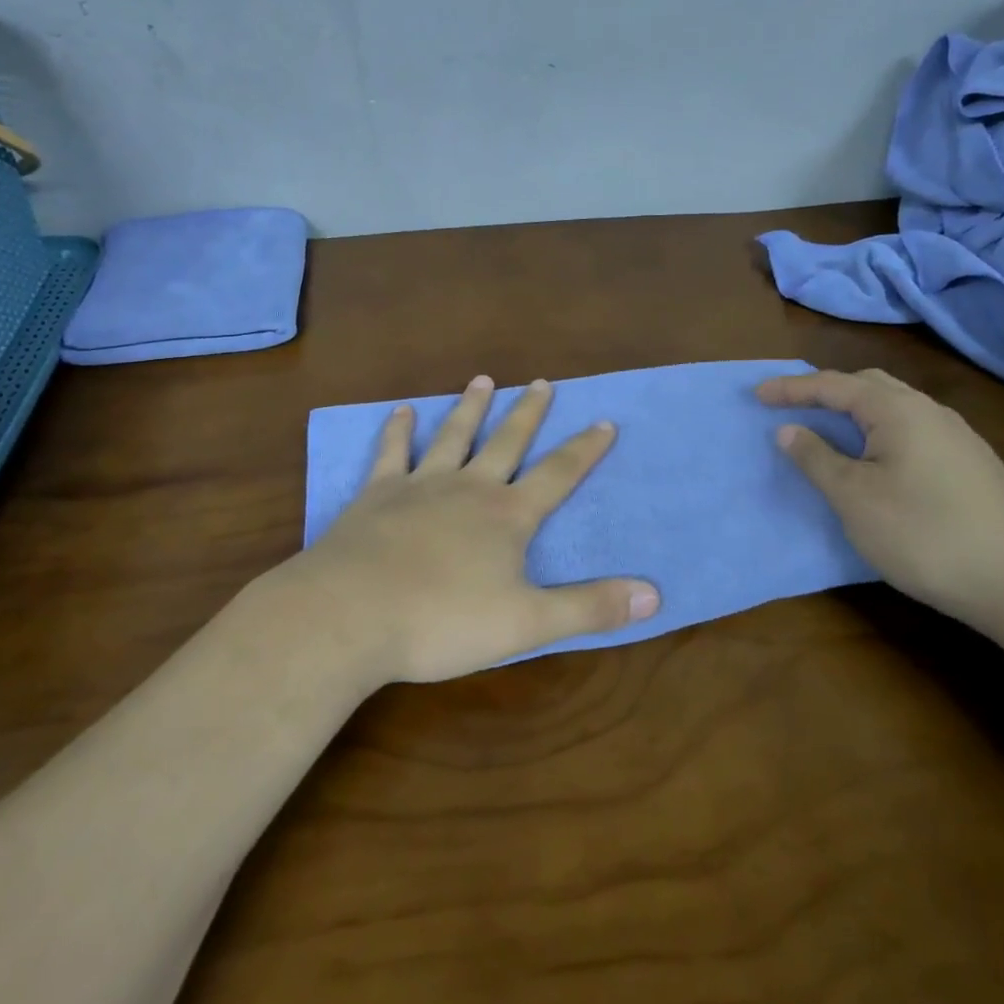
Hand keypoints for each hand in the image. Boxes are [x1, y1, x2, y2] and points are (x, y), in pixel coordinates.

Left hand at [272, 375, 658, 685]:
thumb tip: (654, 594)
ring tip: (484, 380)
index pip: (557, 475)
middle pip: (507, 442)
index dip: (584, 450)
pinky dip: (398, 430)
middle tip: (543, 382)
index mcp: (507, 516)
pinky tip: (402, 412)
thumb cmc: (442, 621)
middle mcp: (468, 488)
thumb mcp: (527, 623)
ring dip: (470, 407)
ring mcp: (420, 485)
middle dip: (529, 413)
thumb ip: (589, 608)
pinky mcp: (376, 494)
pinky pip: (391, 453)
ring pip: (453, 436)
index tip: (604, 421)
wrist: (350, 614)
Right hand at [757, 368, 1003, 626]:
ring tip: (826, 430)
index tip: (756, 396)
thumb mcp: (854, 498)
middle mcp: (929, 411)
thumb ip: (817, 458)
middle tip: (791, 406)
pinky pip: (911, 428)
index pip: (833, 384)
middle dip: (825, 390)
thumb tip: (789, 429)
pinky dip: (878, 430)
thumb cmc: (924, 534)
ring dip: (853, 411)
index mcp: (897, 410)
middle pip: (867, 384)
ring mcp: (956, 436)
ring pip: (893, 406)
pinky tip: (874, 458)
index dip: (791, 389)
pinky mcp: (969, 463)